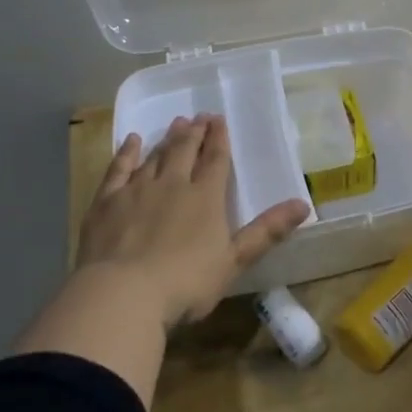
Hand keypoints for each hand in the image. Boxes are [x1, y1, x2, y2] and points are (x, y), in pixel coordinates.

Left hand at [75, 114, 309, 326]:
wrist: (122, 294)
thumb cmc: (185, 282)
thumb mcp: (234, 261)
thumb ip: (267, 231)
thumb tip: (304, 204)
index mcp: (205, 198)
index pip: (215, 160)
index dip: (219, 139)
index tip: (219, 119)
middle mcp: (172, 184)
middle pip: (185, 151)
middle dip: (194, 133)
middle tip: (199, 116)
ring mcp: (137, 191)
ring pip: (155, 156)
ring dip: (167, 139)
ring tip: (176, 123)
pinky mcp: (107, 202)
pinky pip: (119, 169)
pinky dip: (127, 153)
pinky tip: (133, 141)